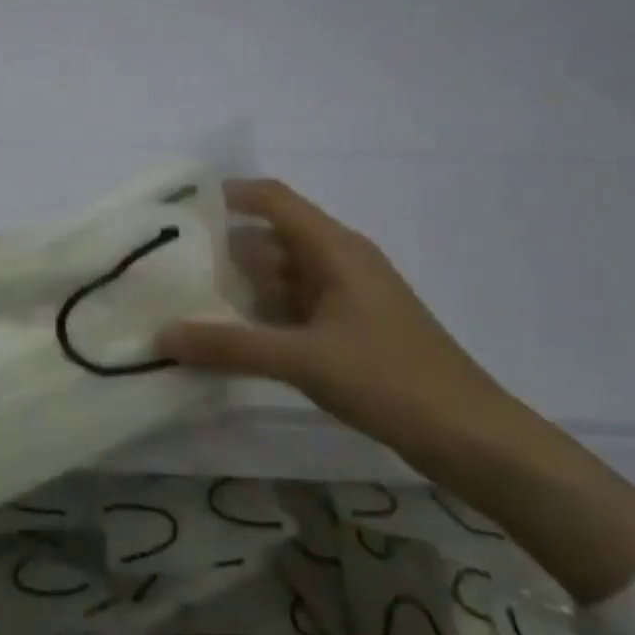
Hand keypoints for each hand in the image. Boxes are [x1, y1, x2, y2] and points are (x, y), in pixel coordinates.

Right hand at [159, 178, 517, 466]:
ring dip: (238, 287)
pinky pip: (291, 311)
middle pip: (270, 240)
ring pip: (279, 278)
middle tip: (166, 262)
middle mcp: (338, 263)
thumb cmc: (392, 380)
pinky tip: (225, 336)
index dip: (229, 195)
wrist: (472, 439)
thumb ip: (231, 346)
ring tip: (183, 298)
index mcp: (336, 249)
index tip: (179, 206)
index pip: (274, 200)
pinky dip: (259, 318)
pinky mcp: (346, 332)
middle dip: (221, 248)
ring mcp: (343, 300)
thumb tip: (161, 335)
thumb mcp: (304, 360)